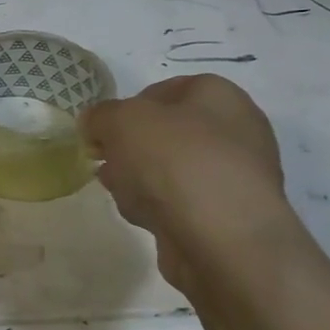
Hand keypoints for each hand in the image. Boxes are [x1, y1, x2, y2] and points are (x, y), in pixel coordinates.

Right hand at [81, 74, 293, 291]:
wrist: (223, 240)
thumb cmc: (175, 162)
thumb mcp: (121, 121)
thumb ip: (100, 116)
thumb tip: (94, 124)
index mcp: (219, 96)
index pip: (163, 90)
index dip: (126, 108)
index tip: (102, 131)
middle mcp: (235, 131)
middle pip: (164, 133)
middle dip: (129, 148)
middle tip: (106, 162)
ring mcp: (234, 177)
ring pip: (169, 170)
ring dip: (138, 179)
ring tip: (122, 193)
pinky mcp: (226, 217)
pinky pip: (180, 203)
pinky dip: (158, 208)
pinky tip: (144, 218)